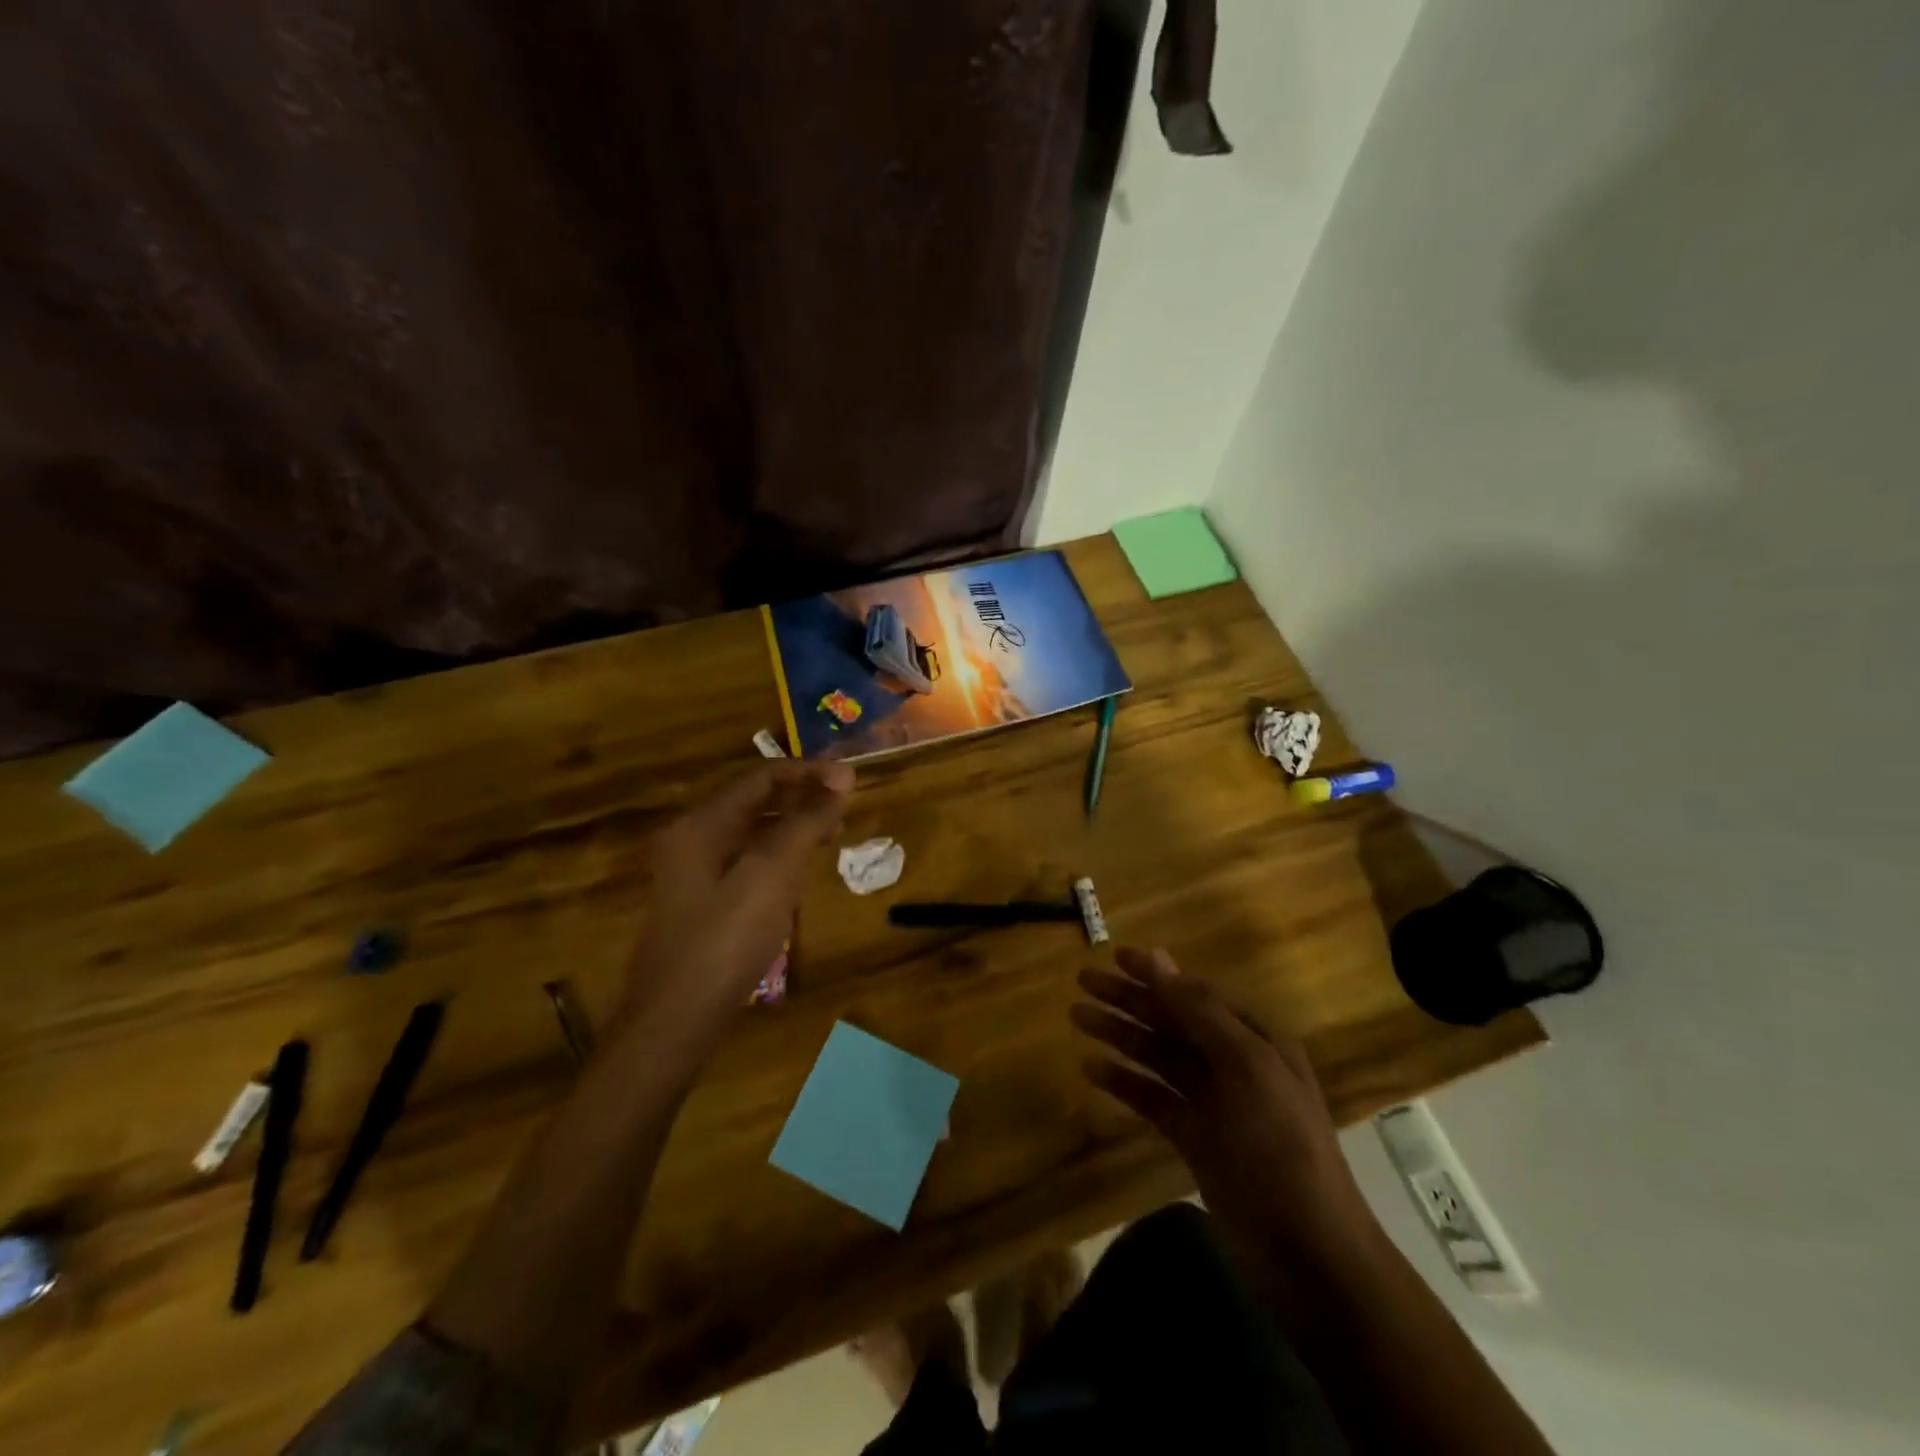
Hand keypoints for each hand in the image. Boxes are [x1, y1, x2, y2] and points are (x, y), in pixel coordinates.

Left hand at [622, 759, 852, 1045]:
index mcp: (701, 824)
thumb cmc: (725, 941)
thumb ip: (806, 822)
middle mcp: (692, 840)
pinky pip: (747, 863)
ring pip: (752, 834)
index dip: (809, 773)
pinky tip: (800, 876)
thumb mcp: (772, 875)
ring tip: (832, 837)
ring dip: (793, 828)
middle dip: (802, 799)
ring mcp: (693, 874)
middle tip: (846, 809)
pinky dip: (778, 858)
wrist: (675, 1023)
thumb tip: (842, 776)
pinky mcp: (703, 904)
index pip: (761, 778)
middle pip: (755, 802)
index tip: (852, 780)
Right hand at [1072, 947, 1372, 1268]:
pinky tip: (1092, 1069)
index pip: (1197, 994)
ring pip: (1158, 1058)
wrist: (1309, 1258)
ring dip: (1120, 1035)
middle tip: (1083, 981)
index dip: (1157, 974)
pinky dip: (1125, 1082)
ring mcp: (1214, 1105)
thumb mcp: (1246, 1068)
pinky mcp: (1196, 1141)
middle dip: (1129, 1000)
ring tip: (1077, 1016)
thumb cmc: (1280, 1150)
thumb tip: (1159, 958)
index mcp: (1256, 1042)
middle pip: (1173, 1022)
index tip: (1115, 956)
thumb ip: (1199, 1013)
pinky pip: (1153, 1099)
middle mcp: (1234, 1065)